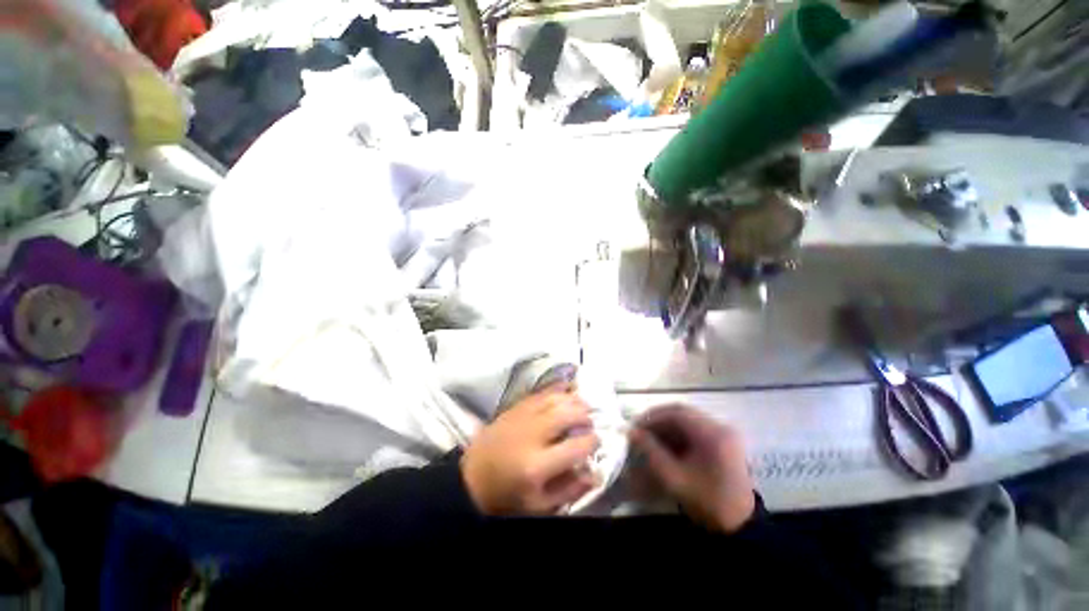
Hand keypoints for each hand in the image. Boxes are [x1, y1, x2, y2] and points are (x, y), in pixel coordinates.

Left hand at [461, 389, 599, 514]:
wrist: (471, 478)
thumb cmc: (507, 496)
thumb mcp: (539, 505)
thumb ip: (570, 490)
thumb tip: (595, 472)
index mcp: (538, 466)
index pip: (577, 446)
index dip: (593, 442)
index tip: (595, 442)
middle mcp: (532, 435)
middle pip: (568, 414)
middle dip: (585, 415)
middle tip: (588, 422)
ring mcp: (522, 417)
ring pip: (555, 398)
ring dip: (573, 400)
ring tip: (580, 406)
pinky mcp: (514, 408)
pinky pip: (540, 392)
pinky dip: (556, 389)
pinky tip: (565, 390)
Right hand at [629, 405, 754, 531]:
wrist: (740, 526)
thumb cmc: (707, 503)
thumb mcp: (674, 479)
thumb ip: (651, 452)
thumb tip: (631, 432)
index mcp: (712, 434)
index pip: (676, 413)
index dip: (652, 417)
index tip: (635, 426)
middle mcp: (720, 426)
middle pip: (682, 412)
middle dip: (657, 420)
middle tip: (640, 430)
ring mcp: (723, 432)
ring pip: (686, 419)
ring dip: (665, 426)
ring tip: (649, 437)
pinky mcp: (722, 440)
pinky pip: (694, 428)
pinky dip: (676, 433)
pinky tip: (664, 444)